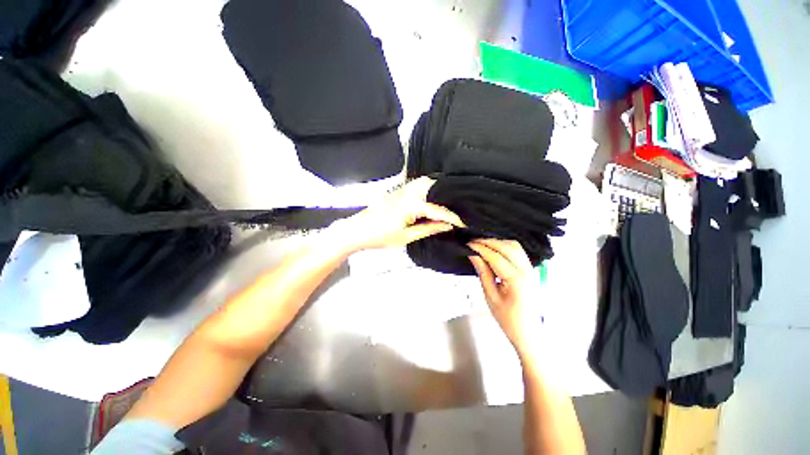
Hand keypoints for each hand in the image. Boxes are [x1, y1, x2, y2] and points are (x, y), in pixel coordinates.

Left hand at [336, 177, 464, 251]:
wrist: (358, 229)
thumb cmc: (381, 236)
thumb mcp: (406, 237)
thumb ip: (428, 229)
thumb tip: (446, 226)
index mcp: (412, 205)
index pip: (438, 210)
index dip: (452, 217)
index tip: (463, 223)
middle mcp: (408, 192)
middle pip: (433, 186)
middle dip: (447, 196)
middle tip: (456, 209)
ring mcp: (402, 189)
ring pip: (424, 182)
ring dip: (437, 189)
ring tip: (445, 202)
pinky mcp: (397, 190)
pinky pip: (417, 184)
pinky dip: (427, 188)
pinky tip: (430, 198)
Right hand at [468, 239, 542, 356]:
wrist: (529, 333)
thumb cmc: (508, 319)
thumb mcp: (491, 297)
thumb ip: (483, 273)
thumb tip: (473, 255)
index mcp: (516, 280)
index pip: (495, 256)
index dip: (480, 248)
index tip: (467, 244)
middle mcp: (527, 270)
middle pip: (507, 247)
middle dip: (488, 242)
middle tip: (472, 242)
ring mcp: (532, 269)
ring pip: (514, 246)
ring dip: (497, 242)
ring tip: (482, 245)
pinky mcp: (531, 269)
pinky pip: (519, 251)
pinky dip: (505, 246)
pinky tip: (495, 249)